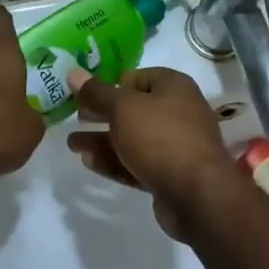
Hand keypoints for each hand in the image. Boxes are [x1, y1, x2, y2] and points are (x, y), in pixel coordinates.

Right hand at [66, 67, 237, 239]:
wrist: (197, 195)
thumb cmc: (160, 138)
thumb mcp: (123, 108)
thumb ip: (97, 93)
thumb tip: (73, 73)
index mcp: (173, 87)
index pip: (136, 78)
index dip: (110, 84)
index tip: (84, 94)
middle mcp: (177, 112)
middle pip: (133, 109)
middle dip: (102, 114)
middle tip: (75, 117)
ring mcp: (174, 146)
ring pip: (132, 138)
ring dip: (102, 140)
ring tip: (72, 144)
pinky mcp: (169, 175)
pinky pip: (136, 162)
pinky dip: (114, 160)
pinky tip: (88, 161)